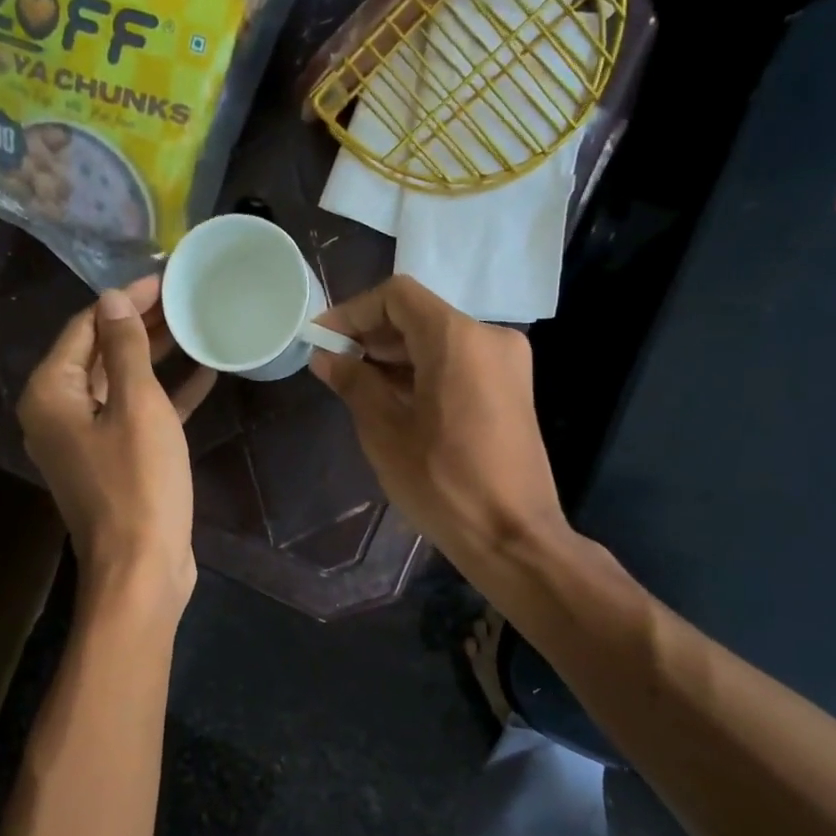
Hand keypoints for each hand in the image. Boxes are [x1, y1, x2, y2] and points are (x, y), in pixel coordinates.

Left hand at [18, 274, 215, 608]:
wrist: (142, 569)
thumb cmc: (139, 483)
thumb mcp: (137, 406)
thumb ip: (124, 348)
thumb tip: (114, 298)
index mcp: (51, 394)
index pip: (86, 326)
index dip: (126, 298)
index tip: (167, 277)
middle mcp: (59, 412)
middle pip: (101, 353)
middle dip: (142, 324)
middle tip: (187, 297)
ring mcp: (87, 440)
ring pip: (122, 383)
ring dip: (157, 357)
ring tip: (197, 325)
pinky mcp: (115, 461)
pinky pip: (137, 415)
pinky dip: (167, 396)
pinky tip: (204, 374)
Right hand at [310, 276, 567, 568]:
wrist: (513, 537)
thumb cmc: (443, 485)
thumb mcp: (386, 433)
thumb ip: (354, 383)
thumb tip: (326, 357)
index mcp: (458, 339)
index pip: (396, 297)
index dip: (352, 312)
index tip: (322, 341)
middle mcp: (489, 337)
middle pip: (419, 316)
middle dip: (372, 336)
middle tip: (332, 367)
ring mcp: (506, 363)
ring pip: (438, 340)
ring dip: (395, 356)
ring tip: (355, 386)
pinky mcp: (510, 389)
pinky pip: (458, 363)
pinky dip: (423, 372)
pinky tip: (391, 400)